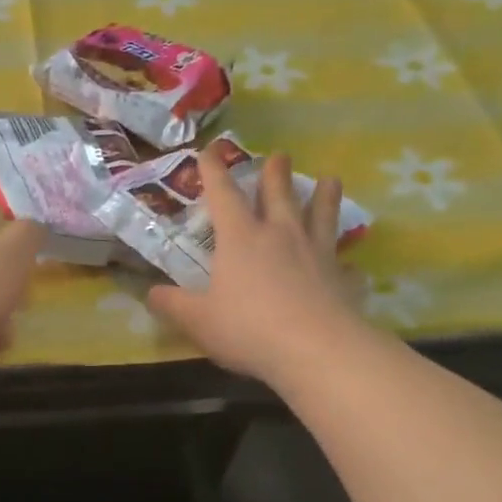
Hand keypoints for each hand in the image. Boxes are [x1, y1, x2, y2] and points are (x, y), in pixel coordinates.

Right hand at [148, 153, 360, 384]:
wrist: (316, 350)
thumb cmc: (248, 328)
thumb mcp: (198, 320)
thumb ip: (173, 304)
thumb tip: (150, 293)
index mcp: (240, 238)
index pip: (223, 195)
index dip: (213, 172)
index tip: (209, 152)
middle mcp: (280, 235)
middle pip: (278, 194)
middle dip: (275, 173)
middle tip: (280, 155)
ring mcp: (316, 253)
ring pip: (321, 215)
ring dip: (324, 196)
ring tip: (330, 179)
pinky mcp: (342, 278)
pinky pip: (345, 263)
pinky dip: (345, 261)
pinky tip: (351, 265)